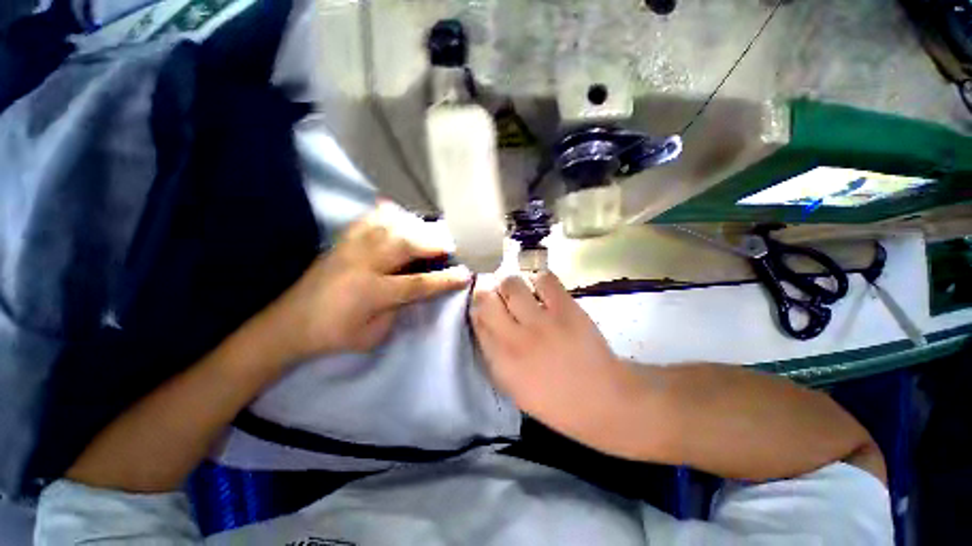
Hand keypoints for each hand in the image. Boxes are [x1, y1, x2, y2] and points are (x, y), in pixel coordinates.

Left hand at [272, 203, 470, 360]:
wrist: (288, 324)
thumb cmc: (334, 335)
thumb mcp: (373, 335)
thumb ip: (400, 309)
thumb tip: (420, 288)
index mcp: (371, 293)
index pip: (418, 283)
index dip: (445, 279)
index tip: (466, 274)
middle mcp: (362, 264)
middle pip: (407, 244)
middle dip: (436, 243)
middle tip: (453, 245)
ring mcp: (350, 248)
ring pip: (390, 227)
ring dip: (417, 227)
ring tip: (433, 231)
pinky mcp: (342, 241)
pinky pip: (369, 219)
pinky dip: (389, 215)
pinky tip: (401, 215)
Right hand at [471, 272, 633, 438]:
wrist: (602, 400)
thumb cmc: (554, 400)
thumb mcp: (514, 388)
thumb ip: (494, 356)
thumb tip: (484, 324)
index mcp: (501, 360)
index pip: (477, 320)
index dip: (478, 308)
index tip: (484, 306)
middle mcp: (515, 338)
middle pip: (487, 298)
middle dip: (489, 292)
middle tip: (499, 295)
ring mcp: (542, 321)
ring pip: (512, 284)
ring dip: (511, 284)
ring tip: (519, 291)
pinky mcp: (566, 309)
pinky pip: (544, 279)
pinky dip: (540, 280)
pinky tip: (542, 289)